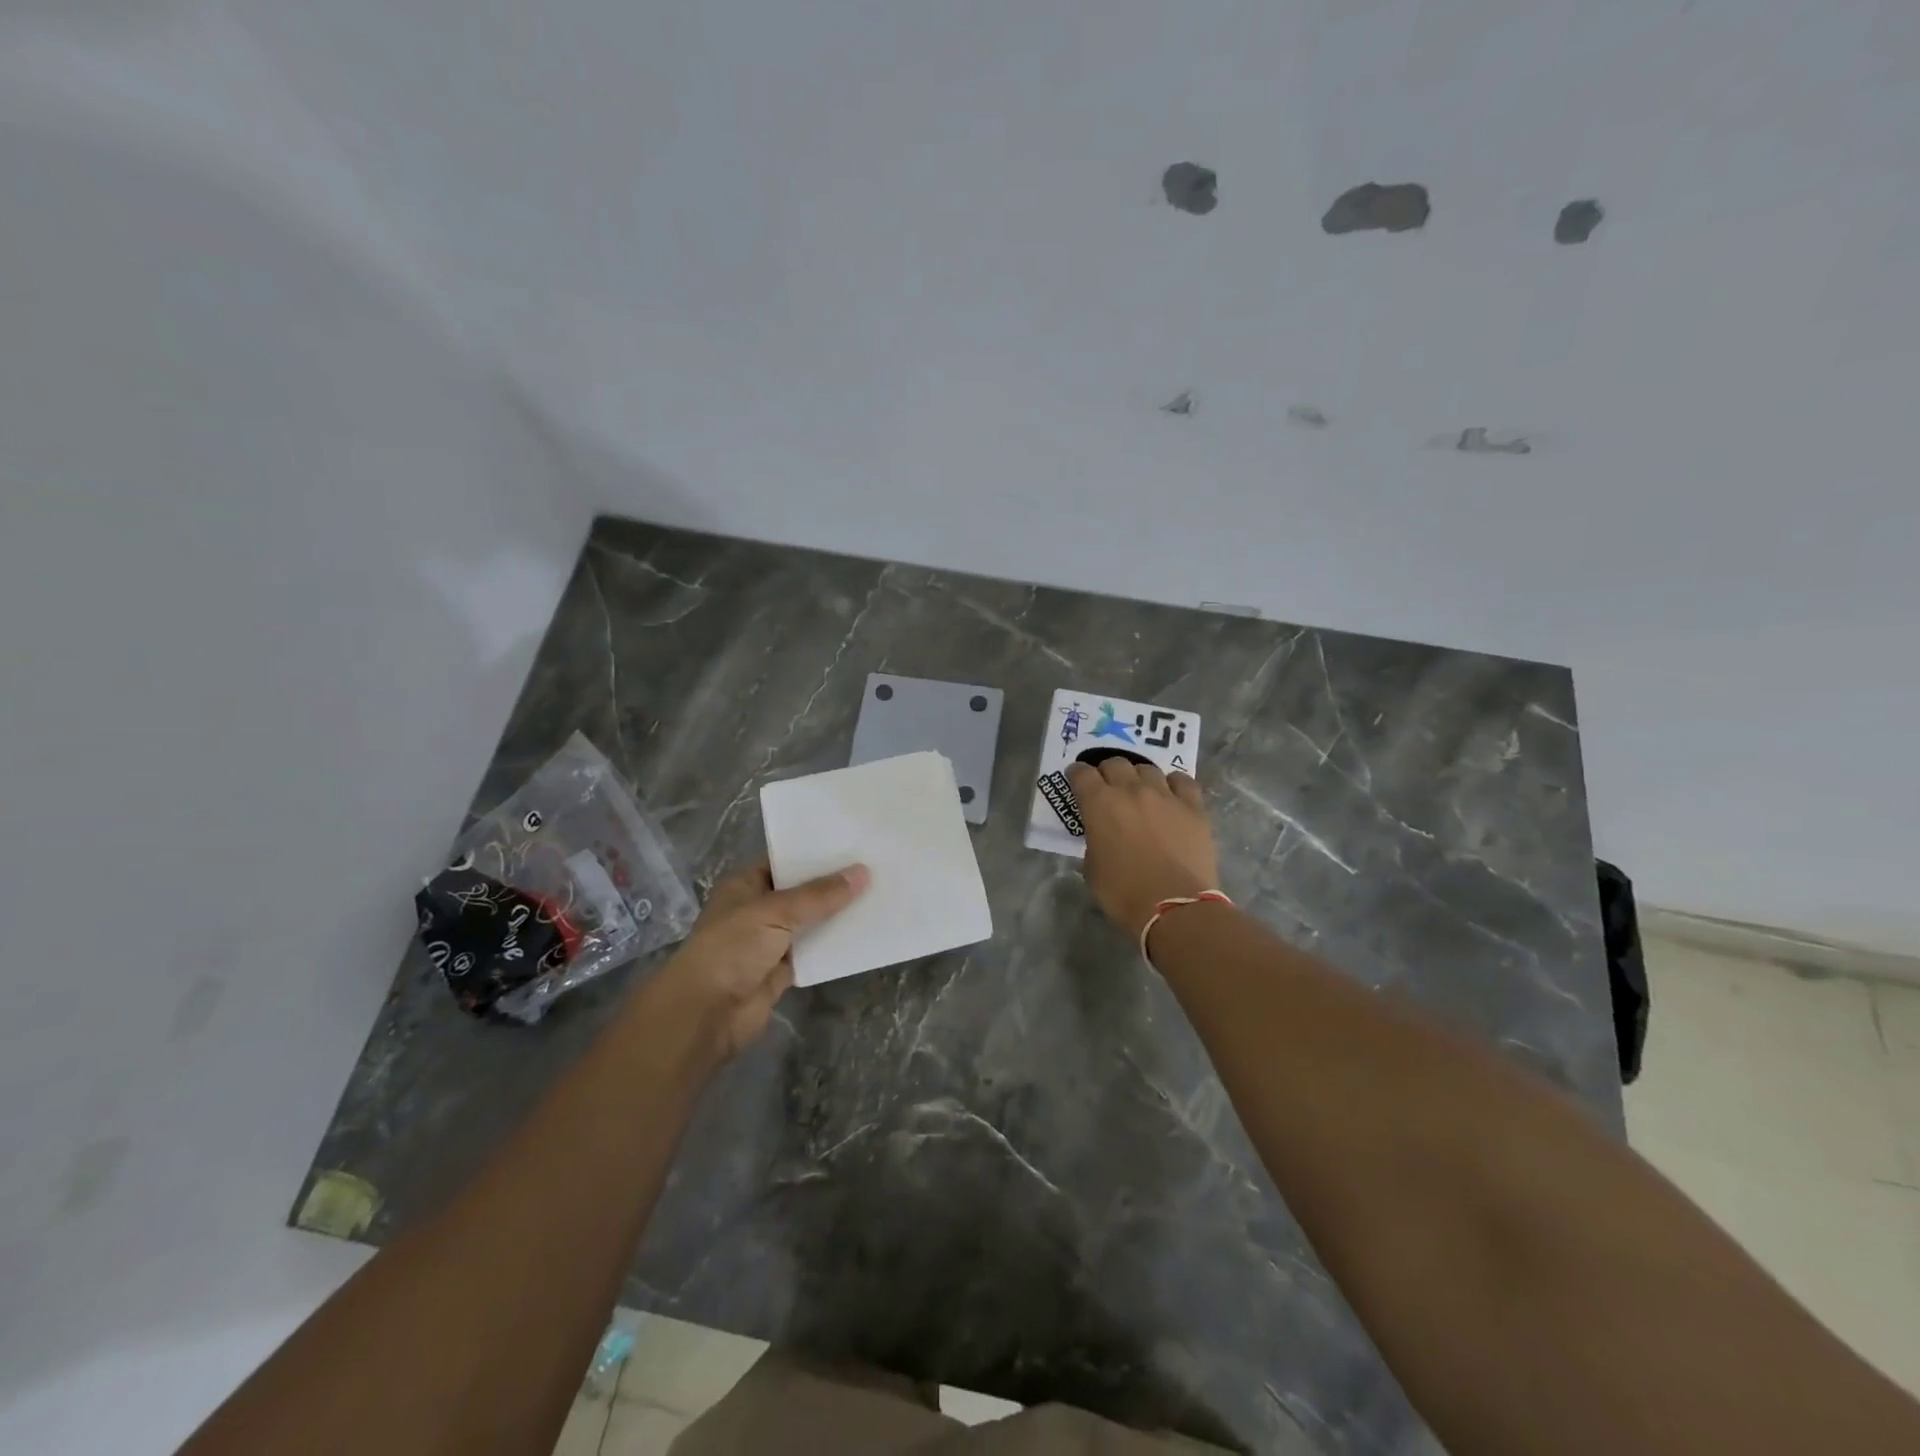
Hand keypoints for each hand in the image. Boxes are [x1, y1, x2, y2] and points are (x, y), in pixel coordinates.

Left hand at [653, 861, 867, 1063]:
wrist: (706, 1013)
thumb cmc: (732, 948)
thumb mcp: (775, 912)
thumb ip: (819, 895)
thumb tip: (862, 872)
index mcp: (745, 885)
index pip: (784, 862)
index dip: (815, 854)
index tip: (853, 845)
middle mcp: (757, 910)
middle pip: (801, 893)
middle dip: (832, 885)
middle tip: (875, 868)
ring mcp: (769, 942)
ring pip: (809, 923)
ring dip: (836, 916)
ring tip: (878, 896)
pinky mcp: (781, 972)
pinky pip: (813, 953)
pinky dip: (833, 947)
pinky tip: (864, 934)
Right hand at [1066, 760, 1218, 941]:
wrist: (1174, 906)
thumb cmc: (1123, 893)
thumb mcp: (1092, 869)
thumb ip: (1094, 842)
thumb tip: (1103, 837)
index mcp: (1099, 804)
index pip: (1081, 774)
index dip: (1076, 774)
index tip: (1076, 779)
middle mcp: (1130, 790)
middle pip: (1115, 763)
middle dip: (1107, 772)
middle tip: (1107, 786)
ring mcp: (1164, 795)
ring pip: (1148, 769)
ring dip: (1139, 777)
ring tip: (1140, 791)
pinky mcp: (1193, 807)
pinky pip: (1182, 781)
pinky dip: (1173, 784)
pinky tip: (1171, 794)